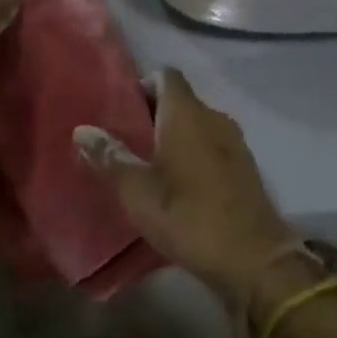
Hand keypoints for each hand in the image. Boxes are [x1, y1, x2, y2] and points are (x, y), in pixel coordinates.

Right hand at [76, 70, 296, 309]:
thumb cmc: (189, 217)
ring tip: (147, 163)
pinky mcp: (245, 168)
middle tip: (125, 139)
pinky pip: (212, 147)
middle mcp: (213, 117)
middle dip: (153, 114)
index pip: (164, 76)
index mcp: (186, 113)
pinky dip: (194, 155)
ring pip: (197, 125)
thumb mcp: (138, 191)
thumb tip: (81, 130)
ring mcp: (234, 142)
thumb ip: (109, 157)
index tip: (121, 108)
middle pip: (179, 100)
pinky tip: (178, 185)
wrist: (255, 261)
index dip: (141, 85)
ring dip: (174, 137)